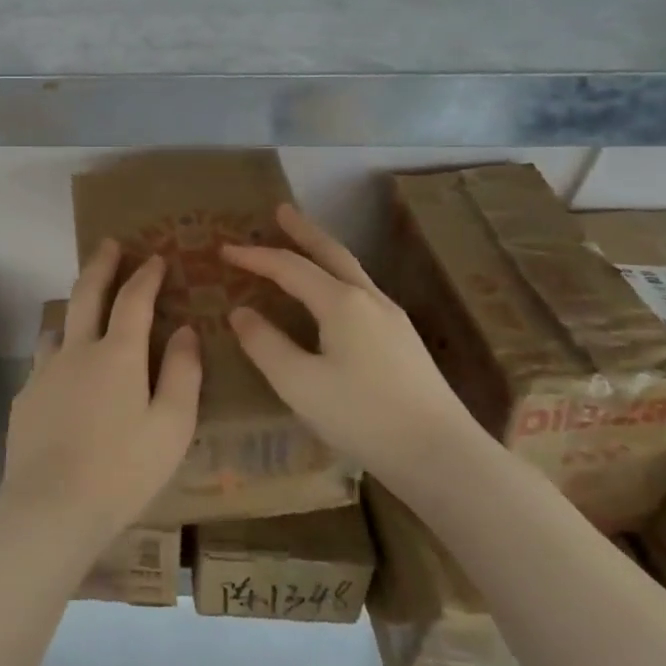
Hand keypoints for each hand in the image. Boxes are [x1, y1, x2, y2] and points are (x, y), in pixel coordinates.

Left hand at [0, 239, 200, 545]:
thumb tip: (185, 331)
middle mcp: (77, 350)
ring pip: (58, 326)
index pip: (133, 299)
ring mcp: (44, 371)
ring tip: (84, 312)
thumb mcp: (171, 426)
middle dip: (101, 265)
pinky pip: (43, 362)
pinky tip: (63, 377)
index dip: (146, 275)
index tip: (155, 257)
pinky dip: (58, 354)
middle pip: (86, 293)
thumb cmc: (123, 469)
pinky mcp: (24, 396)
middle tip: (108, 244)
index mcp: (117, 354)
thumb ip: (181, 374)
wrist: (51, 505)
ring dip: (74, 310)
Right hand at [220, 204, 477, 484]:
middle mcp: (369, 300)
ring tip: (303, 245)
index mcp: (341, 303)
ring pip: (351, 271)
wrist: (441, 455)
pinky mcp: (404, 341)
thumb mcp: (298, 383)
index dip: (254, 256)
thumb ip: (265, 344)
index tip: (224, 249)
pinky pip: (361, 291)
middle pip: (331, 253)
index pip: (289, 267)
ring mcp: (392, 319)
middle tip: (281, 210)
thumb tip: (241, 312)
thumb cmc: (362, 416)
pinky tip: (333, 296)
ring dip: (323, 252)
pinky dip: (336, 277)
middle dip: (303, 230)